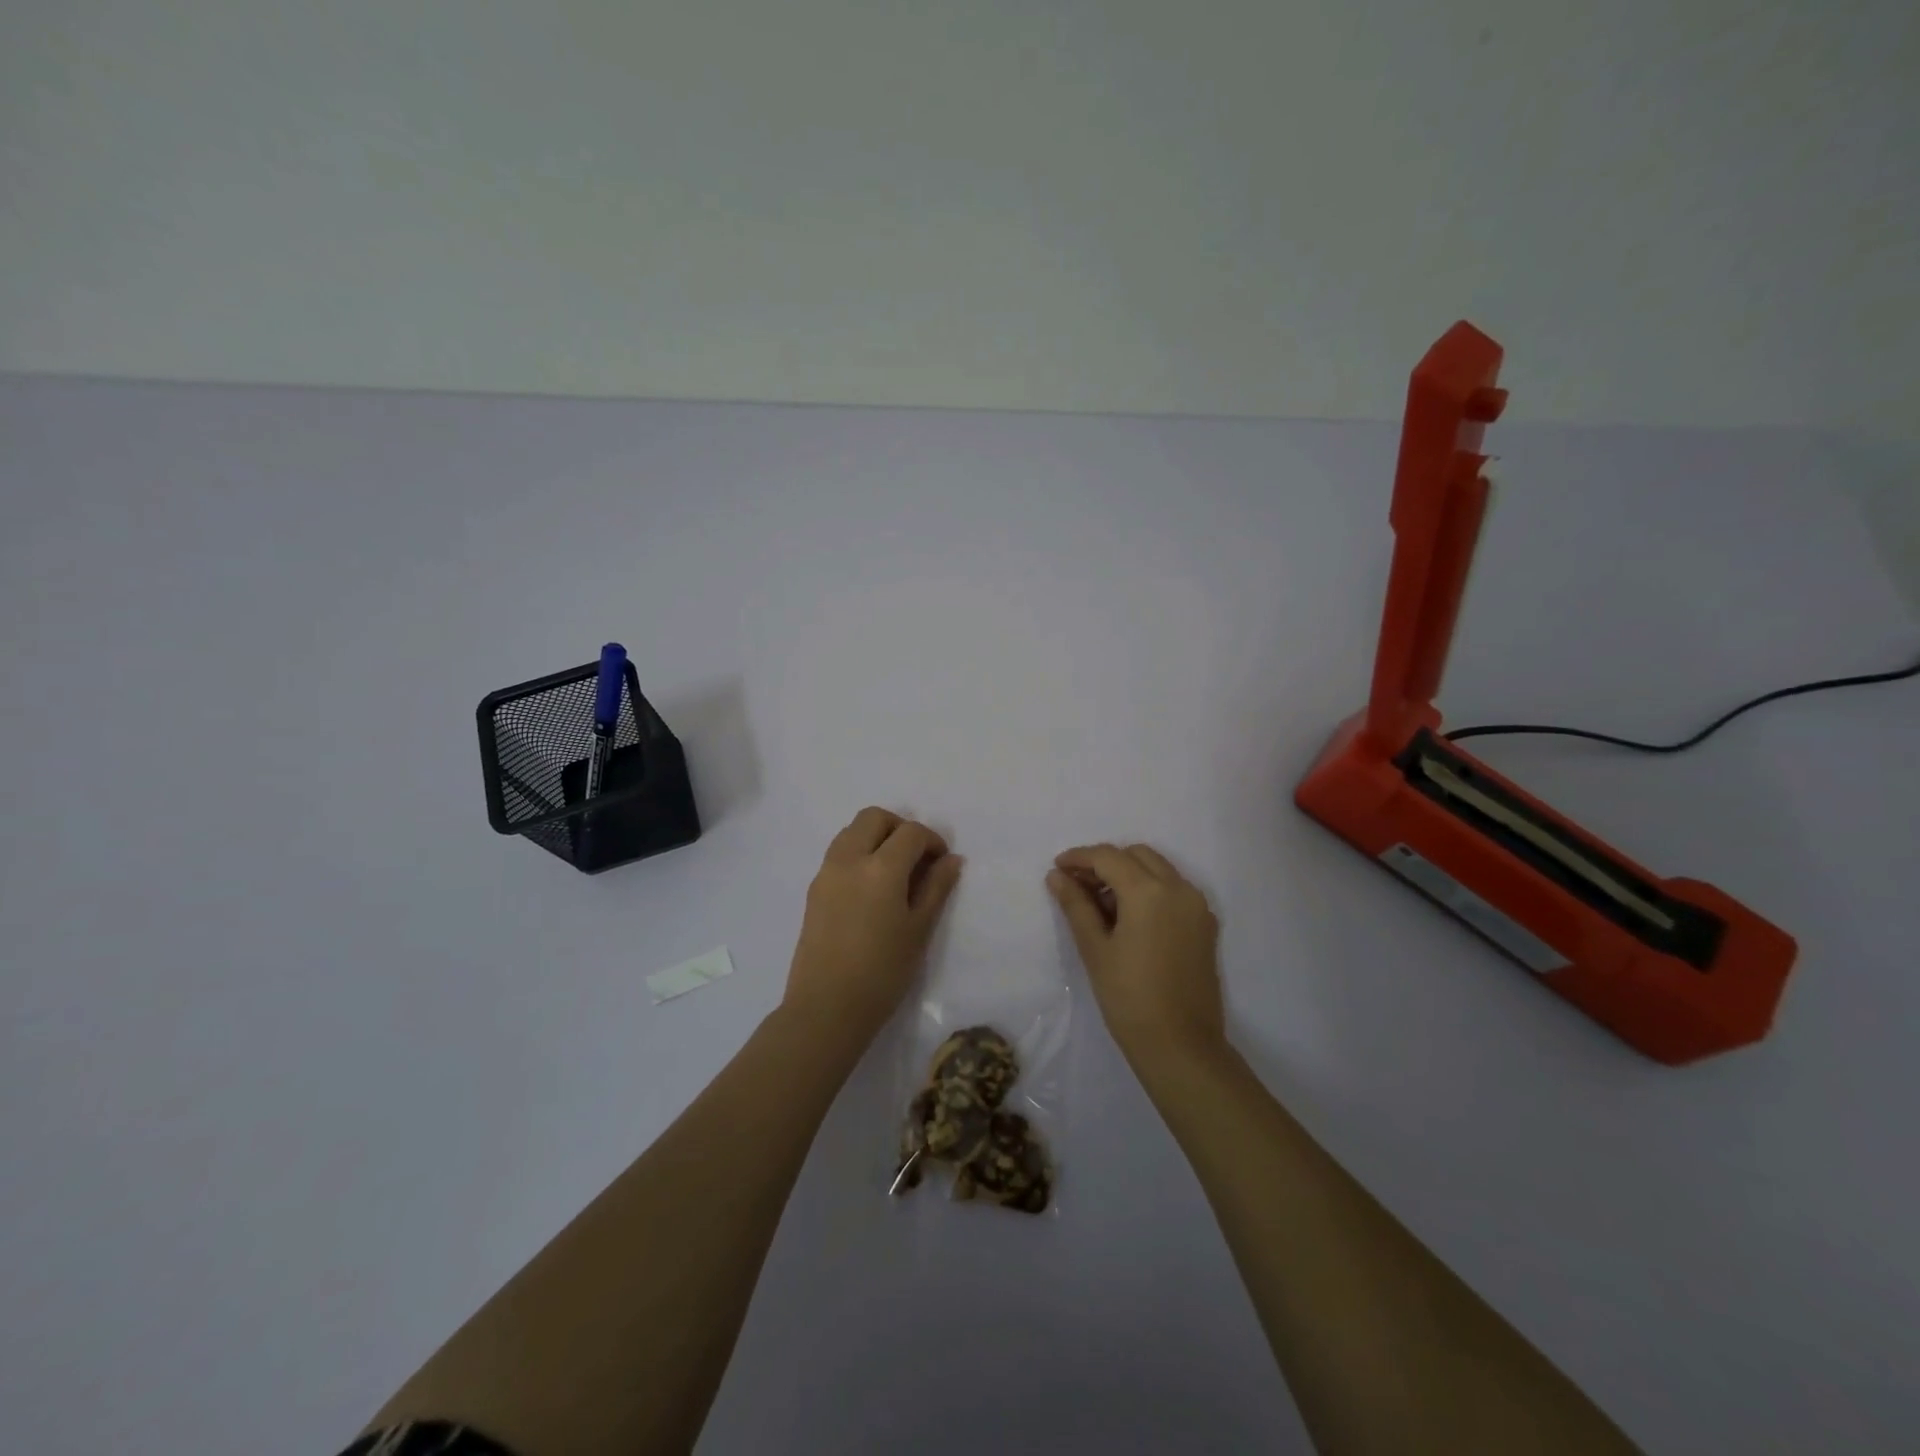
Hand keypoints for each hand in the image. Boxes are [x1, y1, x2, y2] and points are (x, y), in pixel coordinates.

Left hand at [784, 808, 963, 1042]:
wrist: (826, 1008)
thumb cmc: (883, 972)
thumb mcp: (919, 930)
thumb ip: (936, 888)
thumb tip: (952, 859)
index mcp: (881, 867)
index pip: (910, 832)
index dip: (932, 840)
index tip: (942, 863)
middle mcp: (849, 859)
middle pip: (874, 818)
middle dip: (900, 828)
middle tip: (916, 858)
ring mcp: (826, 872)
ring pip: (851, 831)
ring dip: (876, 837)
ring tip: (894, 871)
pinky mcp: (814, 889)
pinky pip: (838, 853)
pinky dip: (858, 853)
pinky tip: (871, 888)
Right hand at [1047, 843, 1224, 1066]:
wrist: (1181, 1046)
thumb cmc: (1129, 997)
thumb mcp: (1095, 948)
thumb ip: (1076, 905)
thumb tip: (1057, 875)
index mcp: (1149, 891)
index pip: (1108, 857)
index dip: (1079, 858)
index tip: (1057, 868)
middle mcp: (1179, 888)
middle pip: (1136, 855)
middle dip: (1105, 862)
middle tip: (1077, 885)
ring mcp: (1197, 906)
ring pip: (1158, 869)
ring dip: (1128, 874)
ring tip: (1100, 904)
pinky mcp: (1205, 924)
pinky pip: (1174, 889)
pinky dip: (1150, 889)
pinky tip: (1129, 918)